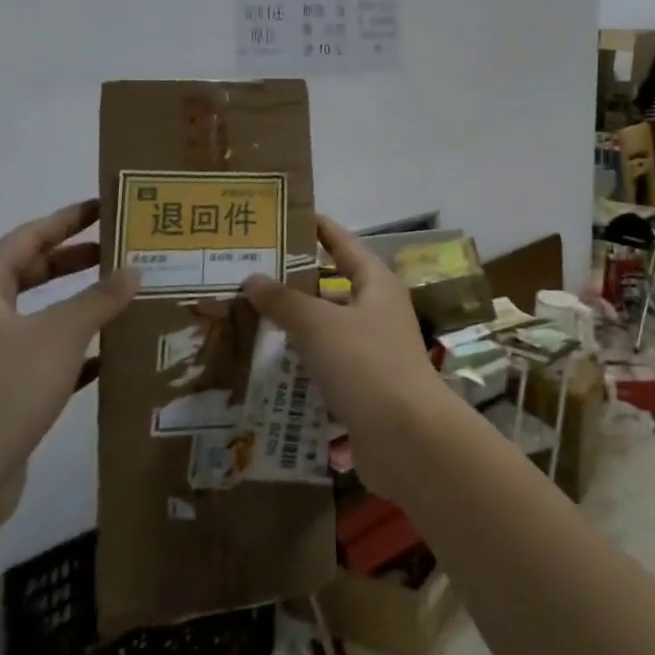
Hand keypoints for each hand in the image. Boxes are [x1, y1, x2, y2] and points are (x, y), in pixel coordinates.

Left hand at [0, 200, 138, 537]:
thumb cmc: (0, 389)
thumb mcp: (59, 334)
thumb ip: (100, 298)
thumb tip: (135, 268)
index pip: (28, 238)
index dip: (68, 220)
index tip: (105, 206)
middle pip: (32, 274)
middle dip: (76, 260)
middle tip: (122, 249)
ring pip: (42, 317)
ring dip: (81, 306)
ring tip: (126, 294)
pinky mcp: (1, 395)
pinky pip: (46, 358)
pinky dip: (77, 350)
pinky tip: (112, 353)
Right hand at [243, 217, 451, 498]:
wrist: (407, 437)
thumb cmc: (366, 364)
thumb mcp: (320, 325)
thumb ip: (285, 301)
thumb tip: (253, 277)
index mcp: (376, 284)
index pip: (344, 244)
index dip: (319, 229)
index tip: (290, 216)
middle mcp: (377, 312)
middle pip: (332, 288)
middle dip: (294, 284)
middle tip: (249, 276)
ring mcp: (372, 352)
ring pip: (327, 331)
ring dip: (294, 328)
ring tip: (247, 321)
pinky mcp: (363, 388)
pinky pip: (326, 367)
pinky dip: (301, 366)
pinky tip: (266, 371)